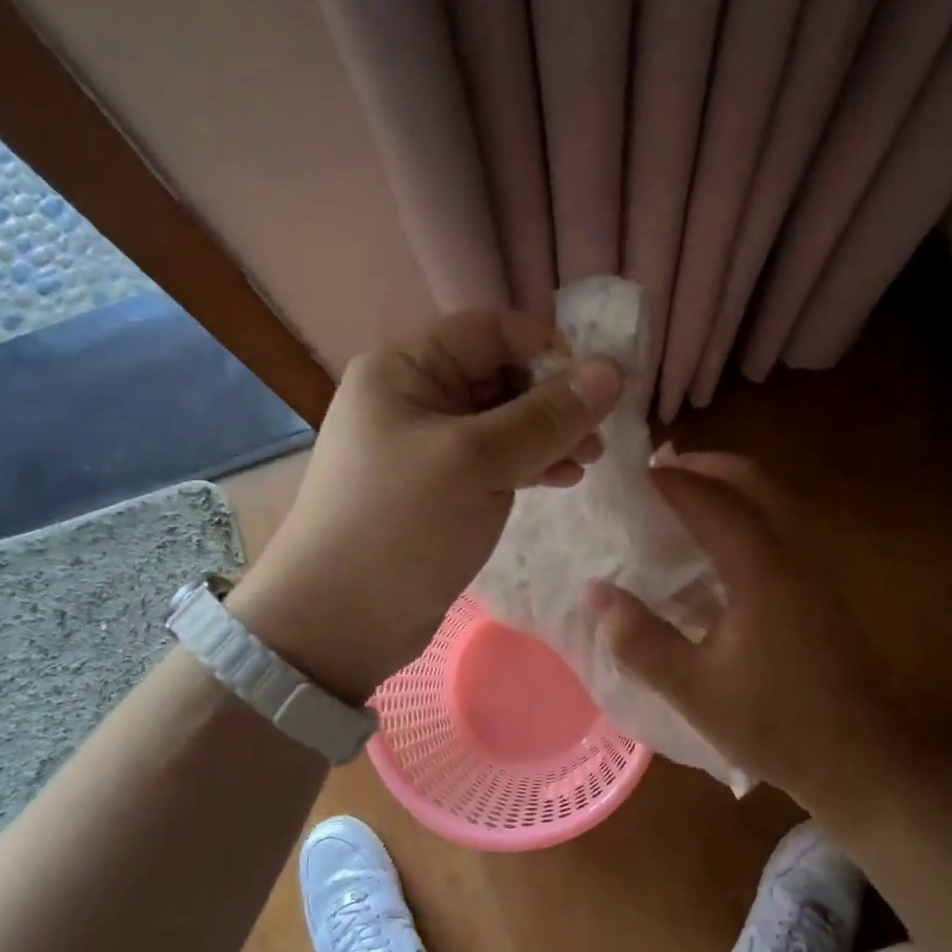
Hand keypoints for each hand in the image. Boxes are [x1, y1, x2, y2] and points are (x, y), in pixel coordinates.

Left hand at [227, 310, 623, 703]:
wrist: (338, 621)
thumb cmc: (402, 525)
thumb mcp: (478, 461)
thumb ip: (547, 416)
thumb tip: (613, 371)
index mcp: (405, 367)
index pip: (490, 330)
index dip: (547, 348)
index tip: (597, 385)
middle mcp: (413, 396)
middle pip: (499, 374)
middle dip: (553, 399)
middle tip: (598, 434)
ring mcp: (425, 445)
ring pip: (501, 421)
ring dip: (548, 434)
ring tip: (588, 460)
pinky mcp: (438, 488)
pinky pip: (493, 459)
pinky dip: (528, 463)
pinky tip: (562, 479)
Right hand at [587, 453, 917, 803]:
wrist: (864, 759)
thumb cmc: (776, 723)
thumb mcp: (694, 689)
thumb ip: (640, 638)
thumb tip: (595, 593)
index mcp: (761, 569)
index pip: (710, 500)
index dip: (668, 481)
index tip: (628, 476)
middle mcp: (792, 553)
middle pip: (751, 480)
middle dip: (703, 466)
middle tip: (657, 476)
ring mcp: (812, 567)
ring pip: (770, 499)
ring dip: (726, 486)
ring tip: (679, 502)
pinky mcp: (818, 587)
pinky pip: (777, 524)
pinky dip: (742, 512)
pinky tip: (713, 549)